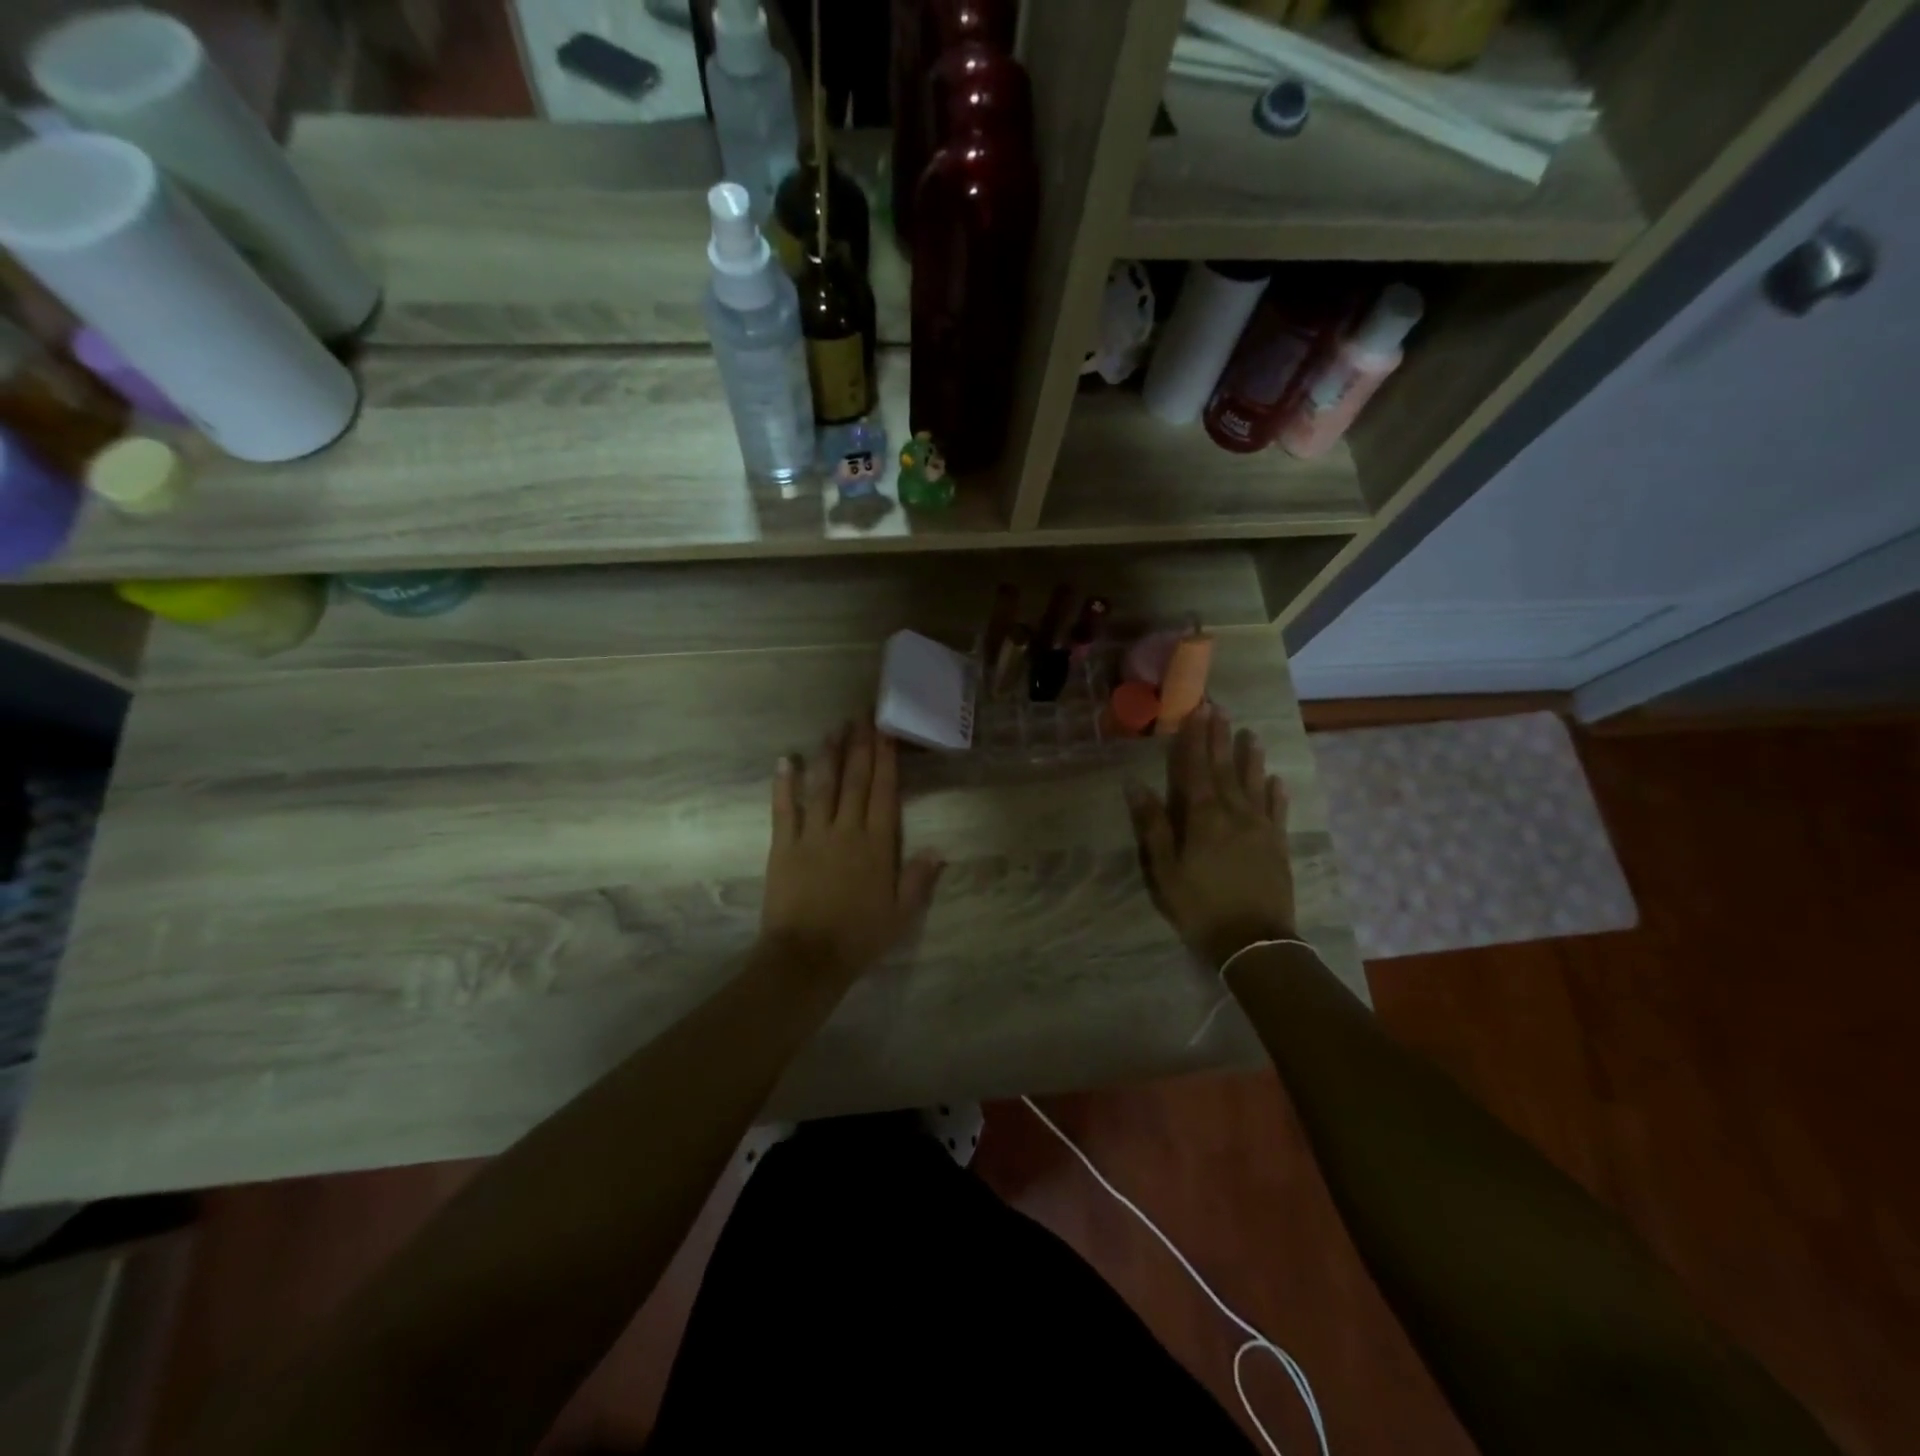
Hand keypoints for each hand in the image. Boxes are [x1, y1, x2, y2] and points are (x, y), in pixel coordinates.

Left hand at [759, 720, 944, 987]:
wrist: (808, 958)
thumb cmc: (860, 937)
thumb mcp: (901, 914)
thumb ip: (918, 879)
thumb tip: (939, 849)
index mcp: (877, 844)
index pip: (884, 791)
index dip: (886, 758)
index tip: (887, 731)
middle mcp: (847, 830)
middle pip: (855, 779)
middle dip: (860, 745)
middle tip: (863, 714)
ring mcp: (813, 835)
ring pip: (823, 786)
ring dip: (829, 754)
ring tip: (834, 728)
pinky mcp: (784, 846)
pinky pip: (785, 809)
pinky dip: (784, 783)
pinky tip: (787, 759)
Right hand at [1125, 705, 1298, 970]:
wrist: (1254, 943)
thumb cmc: (1200, 907)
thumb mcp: (1165, 871)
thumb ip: (1153, 826)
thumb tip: (1136, 785)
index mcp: (1203, 818)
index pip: (1196, 769)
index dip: (1195, 739)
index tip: (1197, 711)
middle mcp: (1235, 814)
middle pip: (1226, 770)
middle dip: (1221, 738)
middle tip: (1221, 709)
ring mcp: (1261, 829)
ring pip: (1255, 785)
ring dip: (1252, 758)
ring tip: (1252, 734)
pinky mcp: (1278, 846)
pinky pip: (1278, 812)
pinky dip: (1277, 794)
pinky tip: (1278, 780)